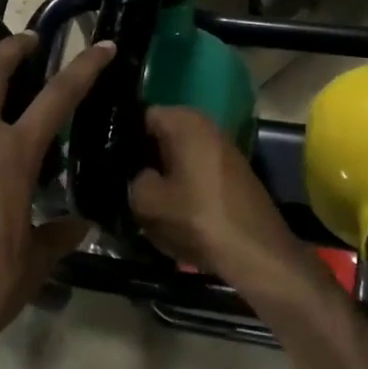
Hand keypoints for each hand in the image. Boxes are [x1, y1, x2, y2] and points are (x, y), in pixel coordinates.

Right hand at [129, 107, 313, 295]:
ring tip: (146, 202)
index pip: (142, 117)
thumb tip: (139, 176)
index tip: (111, 162)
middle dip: (144, 158)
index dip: (124, 139)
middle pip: (162, 136)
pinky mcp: (233, 173)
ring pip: (179, 157)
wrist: (256, 251)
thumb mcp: (148, 203)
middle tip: (125, 185)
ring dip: (164, 176)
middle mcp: (207, 126)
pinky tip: (174, 211)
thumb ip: (134, 181)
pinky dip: (184, 187)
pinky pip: (197, 172)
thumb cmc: (198, 218)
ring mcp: (223, 149)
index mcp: (185, 121)